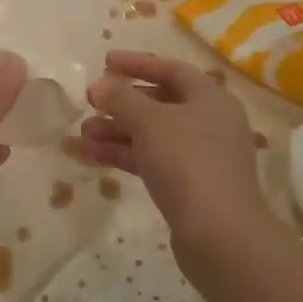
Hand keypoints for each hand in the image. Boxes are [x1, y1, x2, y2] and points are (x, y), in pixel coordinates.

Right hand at [69, 50, 269, 254]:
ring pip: (151, 134)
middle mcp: (210, 123)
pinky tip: (88, 156)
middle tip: (90, 102)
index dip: (136, 63)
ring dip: (116, 131)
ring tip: (81, 134)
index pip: (171, 69)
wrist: (221, 238)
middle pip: (159, 103)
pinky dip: (123, 155)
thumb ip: (120, 98)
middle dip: (121, 103)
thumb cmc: (187, 163)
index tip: (104, 62)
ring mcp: (201, 157)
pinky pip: (151, 160)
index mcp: (210, 99)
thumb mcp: (149, 122)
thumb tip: (100, 86)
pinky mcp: (189, 187)